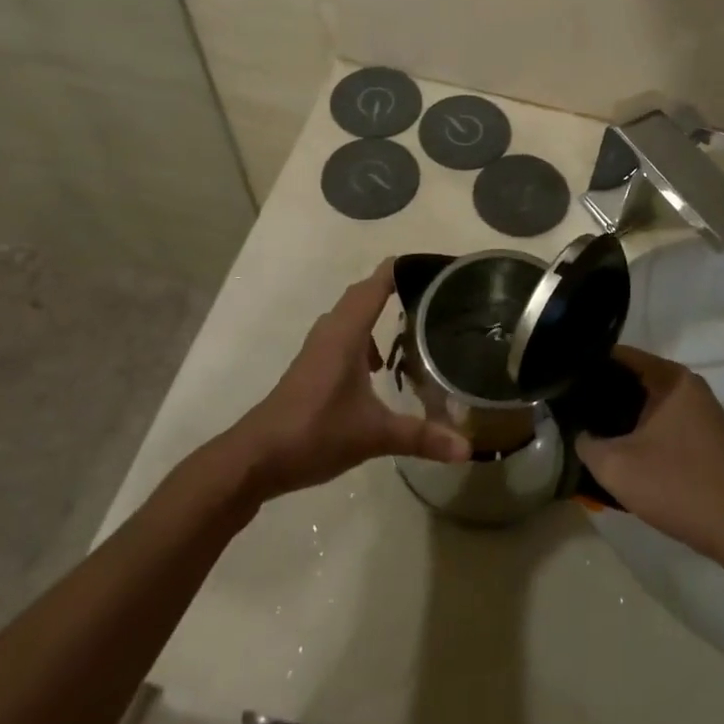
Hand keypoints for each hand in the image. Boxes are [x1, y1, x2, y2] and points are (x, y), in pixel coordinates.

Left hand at [226, 260, 469, 504]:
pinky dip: (361, 339)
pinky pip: (340, 337)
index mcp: (346, 334)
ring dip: (374, 316)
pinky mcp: (309, 369)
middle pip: (361, 296)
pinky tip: (376, 369)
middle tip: (429, 295)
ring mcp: (316, 350)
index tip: (430, 265)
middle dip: (391, 289)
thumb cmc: (315, 432)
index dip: (400, 270)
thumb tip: (468, 448)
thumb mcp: (374, 435)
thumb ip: (421, 437)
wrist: (255, 458)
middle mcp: (330, 333)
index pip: (375, 286)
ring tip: (408, 330)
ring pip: (348, 317)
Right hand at [575, 346, 723, 561]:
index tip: (567, 380)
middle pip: (638, 379)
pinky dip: (647, 432)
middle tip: (576, 410)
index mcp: (673, 379)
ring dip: (627, 417)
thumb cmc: (675, 485)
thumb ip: (586, 443)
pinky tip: (628, 452)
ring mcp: (704, 413)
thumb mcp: (615, 466)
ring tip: (596, 431)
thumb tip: (581, 434)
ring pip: (653, 404)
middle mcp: (691, 387)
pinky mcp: (709, 438)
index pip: (623, 356)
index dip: (592, 365)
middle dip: (607, 393)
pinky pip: (668, 423)